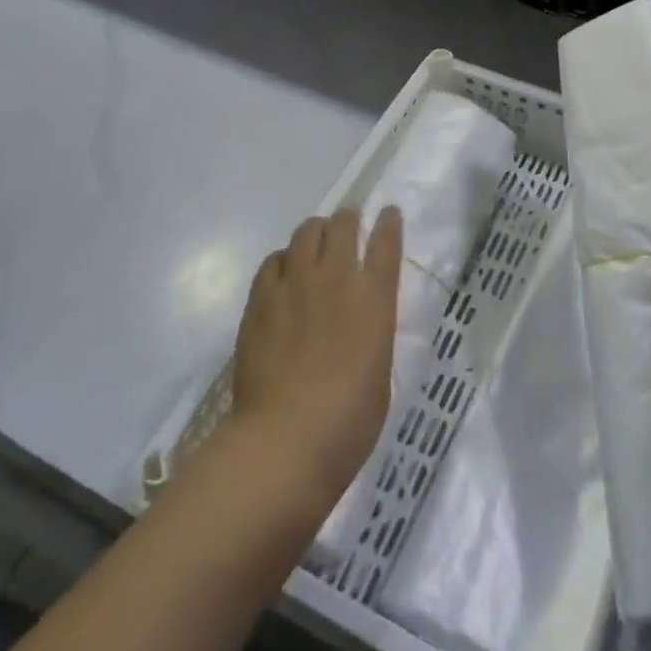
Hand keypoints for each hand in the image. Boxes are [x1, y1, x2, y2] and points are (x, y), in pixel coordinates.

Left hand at [229, 208, 402, 511]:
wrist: (287, 438)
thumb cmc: (350, 419)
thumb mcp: (380, 370)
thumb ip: (373, 333)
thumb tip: (362, 322)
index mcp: (374, 298)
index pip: (386, 244)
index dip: (389, 223)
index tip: (389, 212)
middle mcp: (337, 278)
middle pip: (343, 225)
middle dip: (348, 219)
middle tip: (348, 224)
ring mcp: (295, 285)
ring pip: (305, 232)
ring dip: (315, 232)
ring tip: (315, 242)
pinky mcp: (261, 299)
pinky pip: (273, 261)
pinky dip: (283, 259)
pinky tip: (283, 273)